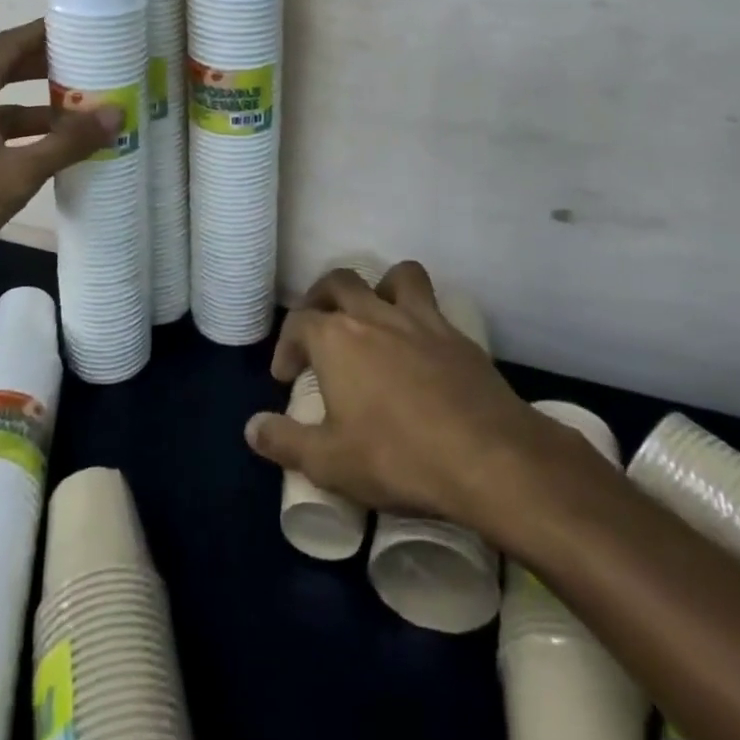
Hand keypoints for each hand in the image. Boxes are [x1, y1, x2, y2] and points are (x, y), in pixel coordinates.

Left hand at [0, 20, 119, 295]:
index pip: (11, 43)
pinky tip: (47, 157)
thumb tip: (116, 112)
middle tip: (90, 71)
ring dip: (39, 111)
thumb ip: (66, 144)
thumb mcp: (15, 173)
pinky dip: (22, 139)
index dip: (44, 33)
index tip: (81, 29)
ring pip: (1, 109)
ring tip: (82, 118)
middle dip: (48, 70)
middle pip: (6, 71)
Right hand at [244, 261, 561, 529]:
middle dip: (321, 299)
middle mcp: (373, 315)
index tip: (287, 377)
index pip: (298, 322)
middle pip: (339, 282)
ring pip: (394, 276)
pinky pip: (432, 303)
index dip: (286, 346)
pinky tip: (420, 346)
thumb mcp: (330, 463)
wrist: (488, 457)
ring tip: (374, 318)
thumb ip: (285, 442)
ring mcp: (419, 319)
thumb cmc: (398, 458)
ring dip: (378, 287)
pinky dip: (419, 312)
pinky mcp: (456, 335)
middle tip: (318, 330)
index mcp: (336, 338)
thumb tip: (251, 428)